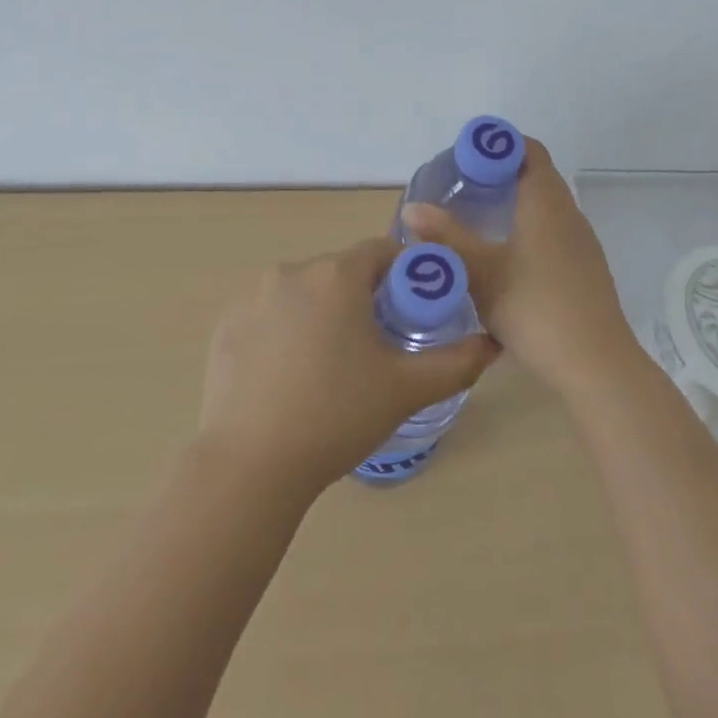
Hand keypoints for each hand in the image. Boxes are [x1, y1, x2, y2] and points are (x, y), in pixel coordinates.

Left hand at [197, 237, 500, 497]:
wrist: (250, 466)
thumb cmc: (336, 416)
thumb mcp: (406, 389)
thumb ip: (456, 362)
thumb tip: (490, 344)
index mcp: (337, 275)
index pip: (381, 251)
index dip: (405, 274)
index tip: (413, 310)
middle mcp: (292, 271)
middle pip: (341, 271)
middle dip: (363, 298)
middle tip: (376, 347)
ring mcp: (252, 296)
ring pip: (304, 292)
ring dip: (323, 312)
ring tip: (330, 366)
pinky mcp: (226, 324)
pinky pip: (269, 314)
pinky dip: (285, 330)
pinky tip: (289, 375)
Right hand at [401, 138, 641, 402]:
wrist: (595, 365)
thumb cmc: (534, 308)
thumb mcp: (481, 273)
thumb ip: (447, 237)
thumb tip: (412, 207)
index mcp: (546, 202)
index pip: (530, 150)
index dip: (501, 145)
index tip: (469, 157)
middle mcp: (569, 214)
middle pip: (538, 176)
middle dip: (502, 174)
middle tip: (463, 187)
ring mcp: (582, 243)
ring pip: (547, 207)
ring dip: (516, 203)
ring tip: (478, 218)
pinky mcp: (585, 269)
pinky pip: (554, 232)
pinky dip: (529, 229)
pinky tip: (506, 257)